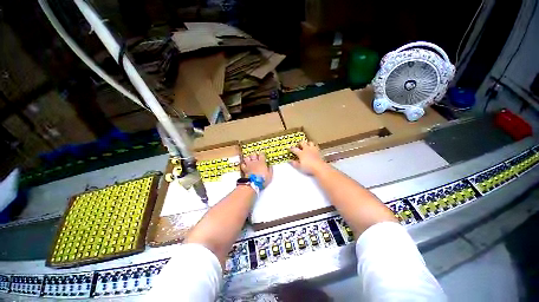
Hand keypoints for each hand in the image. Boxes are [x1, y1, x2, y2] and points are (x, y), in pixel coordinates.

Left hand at [241, 153, 272, 186]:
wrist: (255, 183)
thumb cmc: (263, 179)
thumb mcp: (270, 175)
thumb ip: (270, 169)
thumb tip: (270, 166)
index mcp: (262, 162)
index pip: (261, 154)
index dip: (261, 154)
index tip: (262, 154)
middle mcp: (255, 162)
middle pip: (253, 154)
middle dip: (254, 154)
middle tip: (255, 156)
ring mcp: (249, 165)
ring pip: (246, 158)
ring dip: (248, 158)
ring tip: (249, 159)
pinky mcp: (245, 169)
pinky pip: (242, 165)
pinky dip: (243, 164)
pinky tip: (244, 165)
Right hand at [290, 141, 326, 174]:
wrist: (319, 167)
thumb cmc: (308, 168)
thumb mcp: (299, 167)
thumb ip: (294, 163)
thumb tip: (290, 161)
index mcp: (301, 153)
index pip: (294, 149)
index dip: (291, 148)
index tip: (289, 148)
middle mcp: (307, 149)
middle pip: (302, 143)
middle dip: (300, 143)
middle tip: (298, 145)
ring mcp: (313, 149)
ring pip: (310, 143)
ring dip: (308, 143)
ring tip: (307, 146)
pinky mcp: (318, 151)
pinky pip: (316, 146)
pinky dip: (314, 147)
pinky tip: (313, 150)